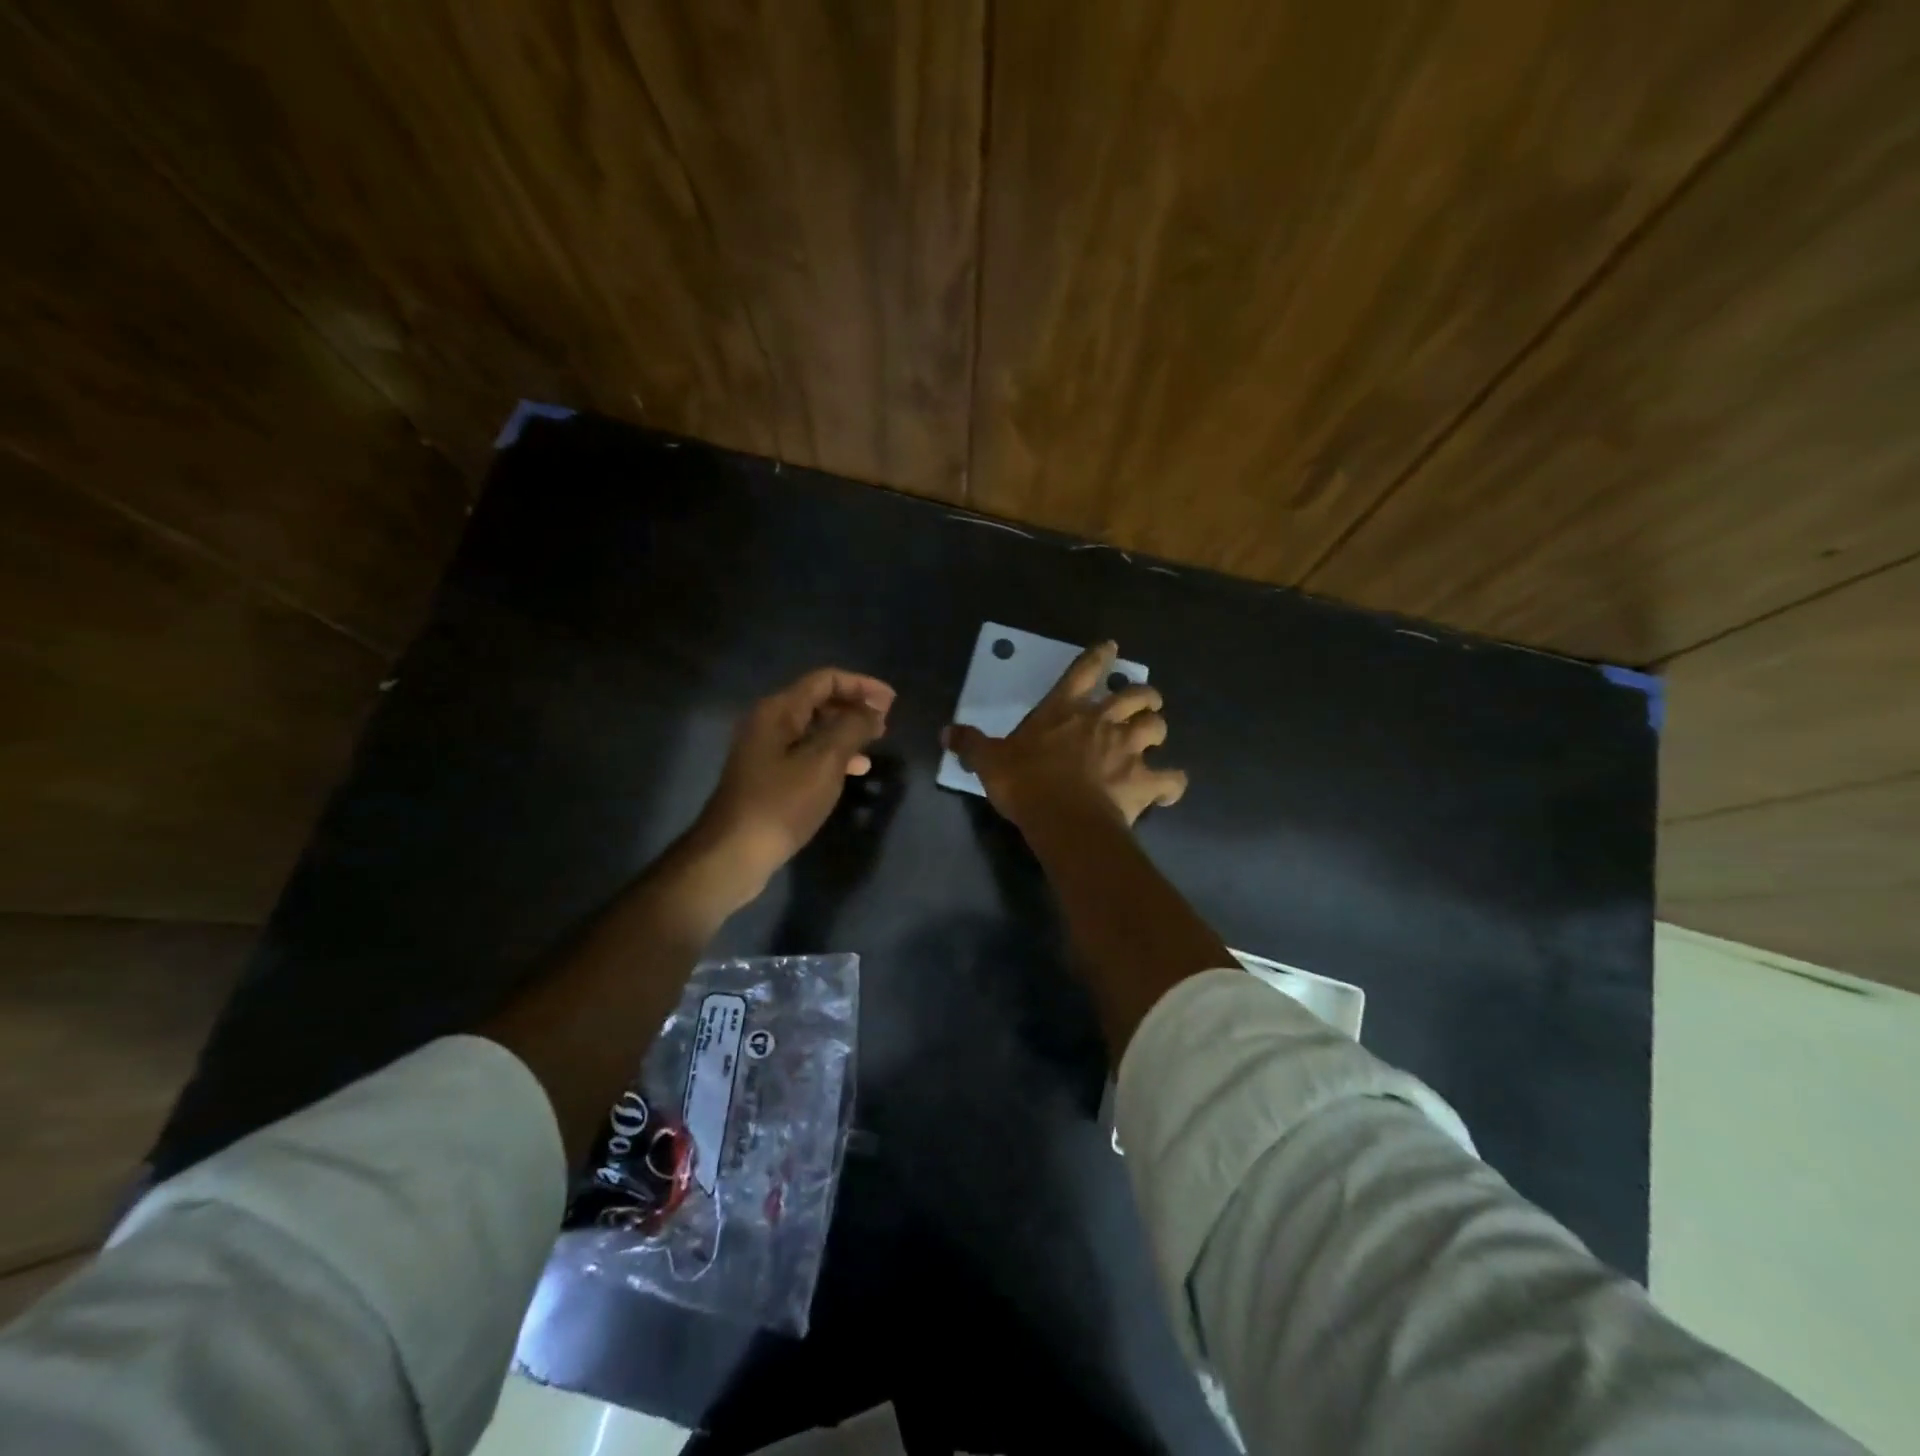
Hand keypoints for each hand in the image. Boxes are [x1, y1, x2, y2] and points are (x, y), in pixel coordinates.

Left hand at [691, 668, 895, 903]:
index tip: (892, 702)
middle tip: (886, 722)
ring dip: (846, 731)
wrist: (734, 853)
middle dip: (854, 707)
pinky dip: (832, 754)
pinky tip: (853, 770)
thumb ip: (852, 728)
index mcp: (778, 710)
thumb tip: (874, 708)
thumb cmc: (782, 803)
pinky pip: (806, 752)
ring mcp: (765, 751)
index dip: (861, 685)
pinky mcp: (768, 776)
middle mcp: (768, 723)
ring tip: (875, 743)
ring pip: (813, 728)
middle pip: (818, 701)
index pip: (825, 680)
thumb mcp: (825, 762)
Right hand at [944, 640, 1187, 827]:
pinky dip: (1173, 783)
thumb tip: (946, 732)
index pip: (1083, 671)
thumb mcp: (989, 761)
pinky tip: (1170, 787)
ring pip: (1156, 728)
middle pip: (1135, 695)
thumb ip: (971, 744)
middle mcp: (1102, 722)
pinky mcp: (1144, 782)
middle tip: (1145, 698)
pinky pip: (1171, 780)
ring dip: (1157, 729)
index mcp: (1065, 711)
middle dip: (1144, 694)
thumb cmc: (1025, 782)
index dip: (1098, 656)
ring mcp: (1128, 750)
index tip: (1111, 647)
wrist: (1062, 818)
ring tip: (1155, 735)